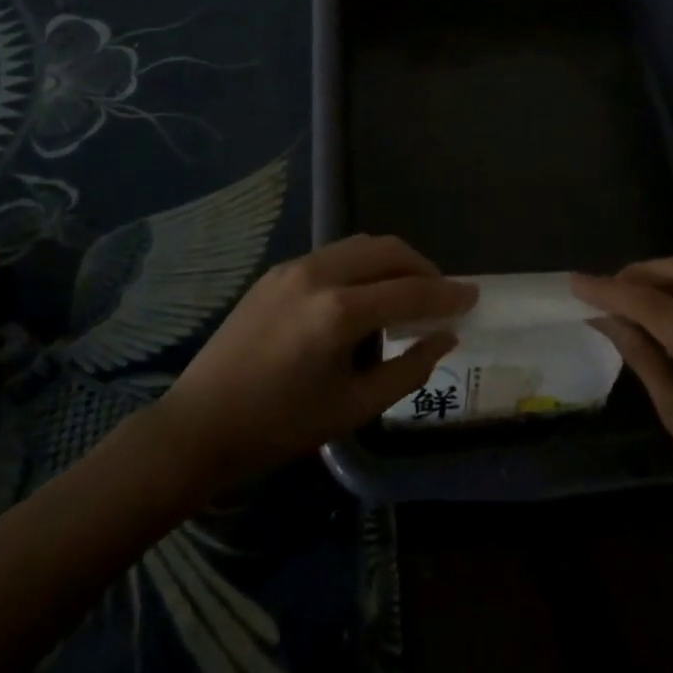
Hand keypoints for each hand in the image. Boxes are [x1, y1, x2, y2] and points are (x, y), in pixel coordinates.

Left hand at [150, 235, 476, 489]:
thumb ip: (408, 368)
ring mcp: (294, 266)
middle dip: (422, 267)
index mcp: (338, 312)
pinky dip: (362, 266)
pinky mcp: (277, 270)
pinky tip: (364, 297)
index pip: (410, 290)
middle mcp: (319, 274)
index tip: (474, 295)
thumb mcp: (353, 407)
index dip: (447, 293)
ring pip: (361, 245)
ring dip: (392, 262)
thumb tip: (445, 337)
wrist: (199, 425)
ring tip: (406, 293)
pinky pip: (334, 255)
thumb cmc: (279, 427)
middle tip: (441, 294)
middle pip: (388, 251)